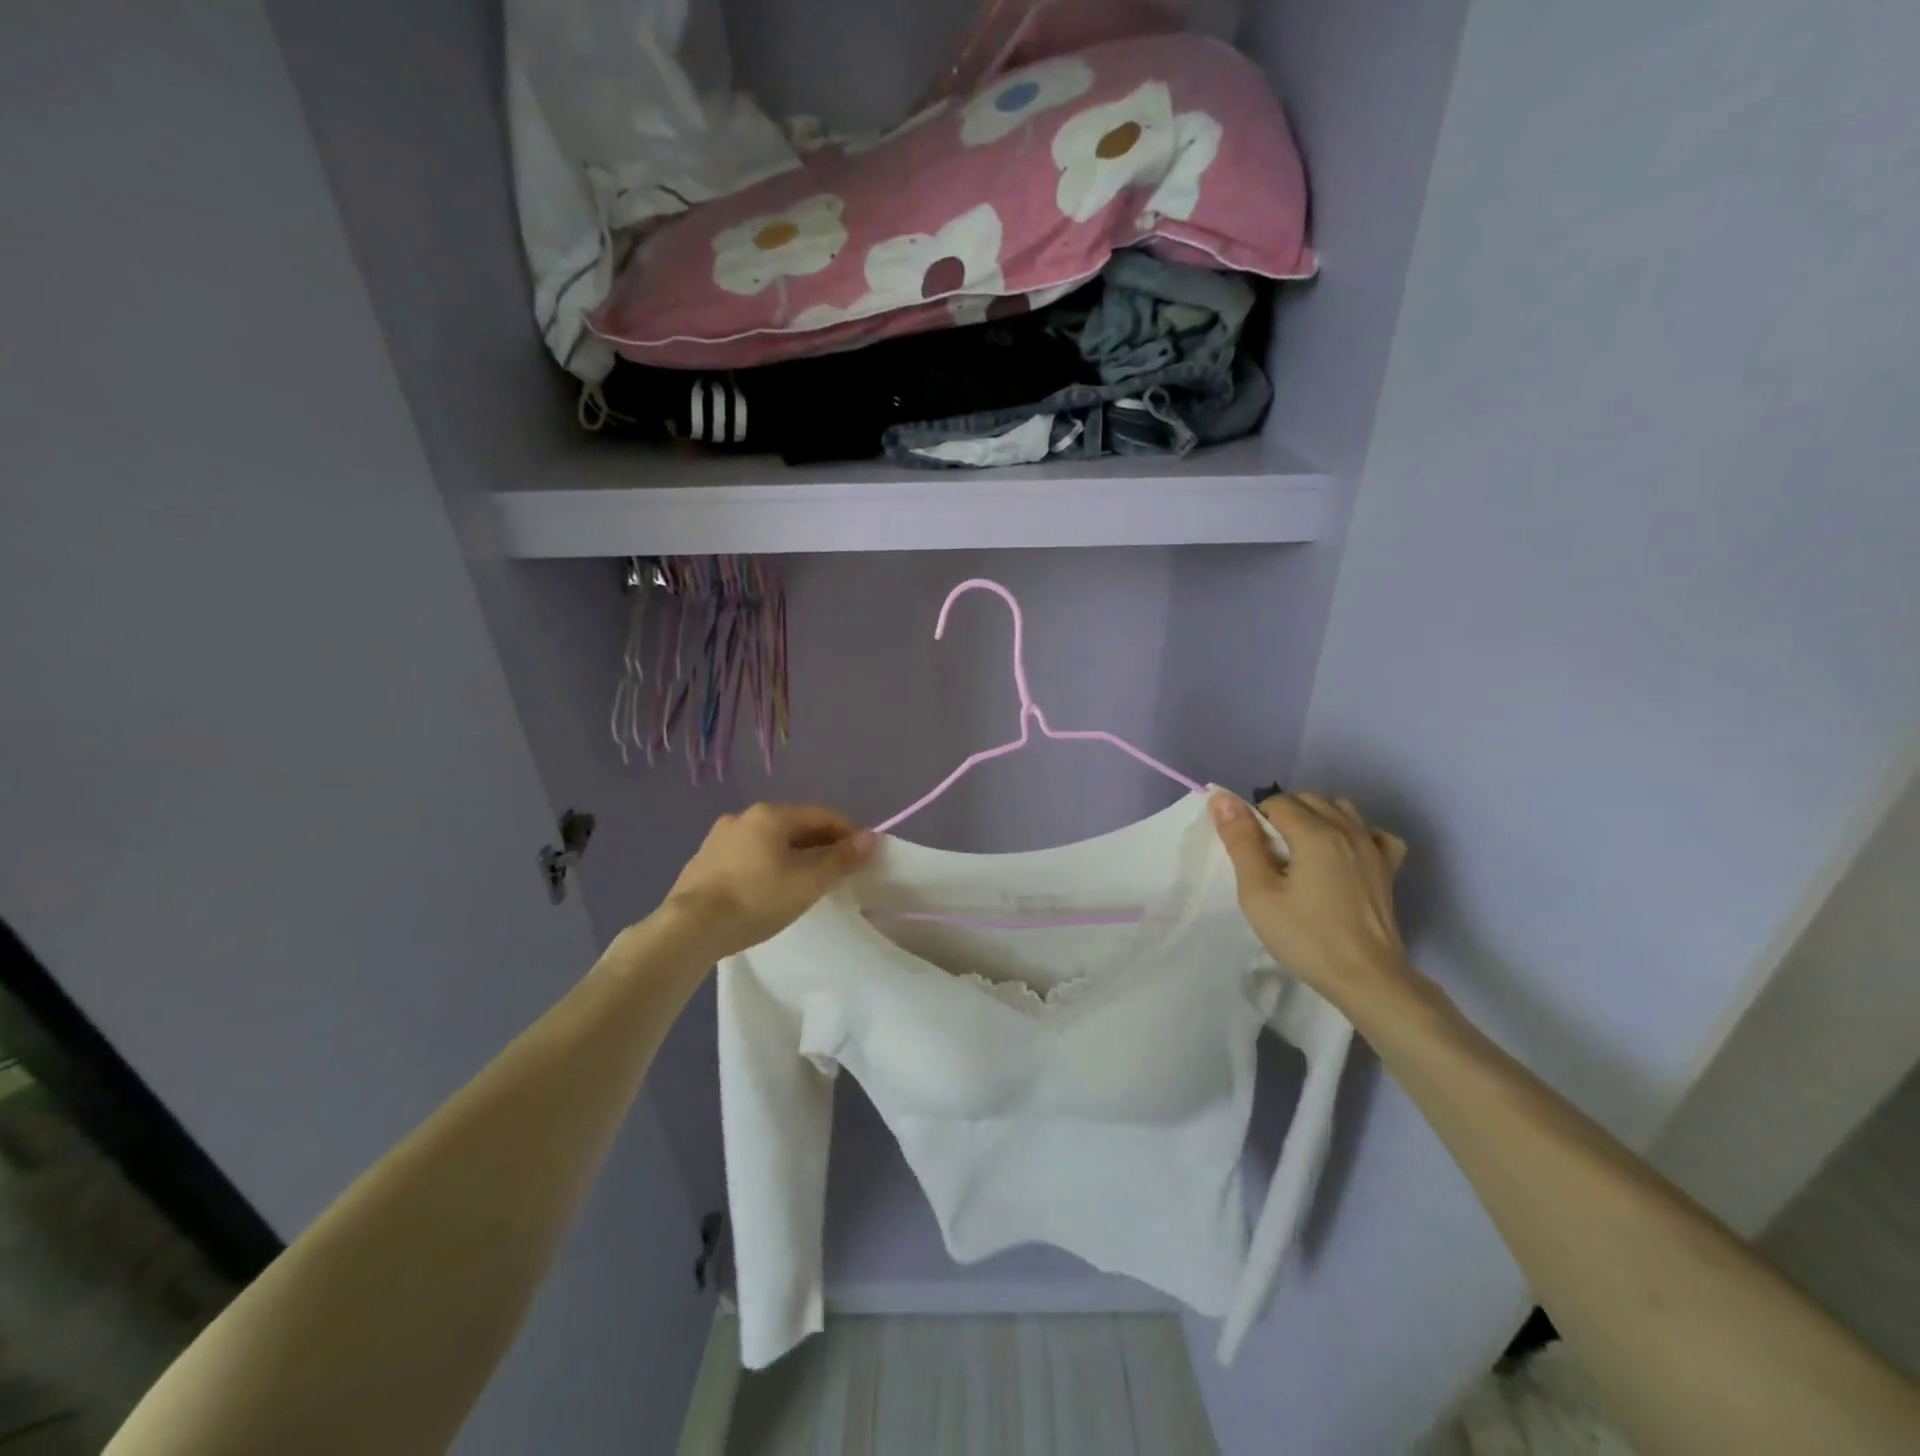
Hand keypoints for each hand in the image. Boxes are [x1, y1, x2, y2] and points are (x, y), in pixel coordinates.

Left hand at [660, 803, 876, 961]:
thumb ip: (842, 859)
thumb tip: (871, 838)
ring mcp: (720, 836)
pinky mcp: (703, 859)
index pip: (823, 815)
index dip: (848, 834)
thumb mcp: (808, 882)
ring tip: (802, 884)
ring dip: (792, 855)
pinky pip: (747, 854)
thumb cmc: (756, 900)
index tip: (861, 859)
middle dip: (820, 845)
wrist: (688, 929)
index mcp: (772, 814)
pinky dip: (766, 864)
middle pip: (796, 825)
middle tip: (834, 874)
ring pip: (769, 840)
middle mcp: (745, 815)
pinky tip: (766, 889)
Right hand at [1210, 791, 1410, 1003]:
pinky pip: (1372, 832)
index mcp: (1314, 833)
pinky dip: (1355, 833)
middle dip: (1283, 814)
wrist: (1366, 978)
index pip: (1276, 802)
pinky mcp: (1388, 868)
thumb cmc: (1305, 937)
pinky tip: (1343, 855)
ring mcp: (1373, 847)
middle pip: (1308, 799)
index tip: (1250, 853)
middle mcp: (1347, 829)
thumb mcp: (1259, 893)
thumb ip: (1240, 841)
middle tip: (1269, 855)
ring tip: (1301, 853)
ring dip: (1316, 818)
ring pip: (1340, 808)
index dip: (1255, 820)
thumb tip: (1221, 798)